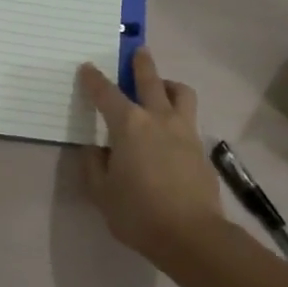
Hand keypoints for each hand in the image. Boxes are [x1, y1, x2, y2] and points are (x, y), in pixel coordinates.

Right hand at [78, 48, 227, 259]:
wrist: (191, 235)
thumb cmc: (138, 213)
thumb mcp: (101, 192)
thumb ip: (94, 165)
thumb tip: (96, 148)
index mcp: (128, 125)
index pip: (106, 93)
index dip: (94, 79)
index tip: (87, 68)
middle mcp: (158, 118)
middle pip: (150, 80)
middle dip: (141, 63)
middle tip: (138, 51)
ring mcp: (184, 130)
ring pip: (181, 93)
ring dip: (169, 84)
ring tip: (161, 87)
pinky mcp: (200, 148)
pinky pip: (189, 119)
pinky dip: (179, 114)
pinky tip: (172, 130)